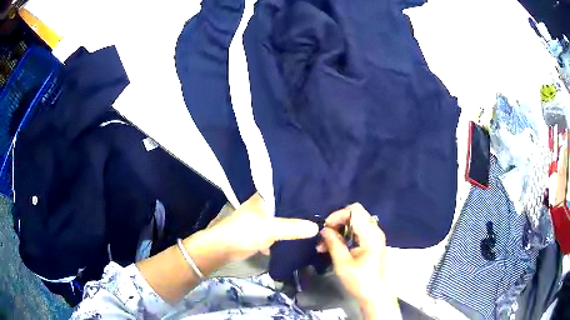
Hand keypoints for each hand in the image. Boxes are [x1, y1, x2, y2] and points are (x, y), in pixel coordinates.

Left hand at [191, 193, 318, 262]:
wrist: (223, 248)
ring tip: (314, 224)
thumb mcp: (271, 229)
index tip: (319, 195)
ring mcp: (261, 218)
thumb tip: (317, 227)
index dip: (302, 192)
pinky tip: (298, 238)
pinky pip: (277, 231)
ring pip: (282, 219)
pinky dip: (285, 235)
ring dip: (293, 224)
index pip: (287, 190)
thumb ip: (293, 228)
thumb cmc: (245, 232)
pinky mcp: (260, 231)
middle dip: (300, 211)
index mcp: (265, 197)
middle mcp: (264, 205)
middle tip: (320, 213)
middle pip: (286, 206)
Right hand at [316, 203, 399, 319]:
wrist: (376, 294)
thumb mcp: (343, 264)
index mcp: (370, 235)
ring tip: (325, 244)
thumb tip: (324, 230)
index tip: (325, 228)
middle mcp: (375, 231)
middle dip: (337, 221)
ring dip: (340, 229)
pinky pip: (358, 230)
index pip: (354, 211)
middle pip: (355, 213)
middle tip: (325, 235)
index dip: (337, 215)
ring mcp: (375, 236)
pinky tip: (335, 247)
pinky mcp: (373, 243)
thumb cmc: (360, 281)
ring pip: (355, 222)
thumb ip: (334, 243)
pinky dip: (346, 234)